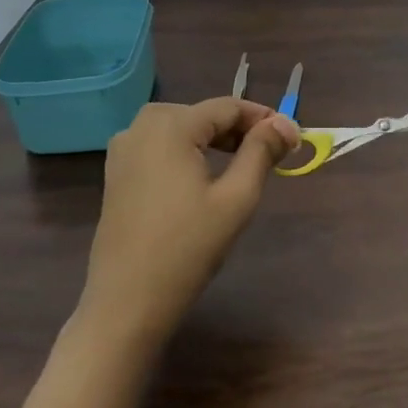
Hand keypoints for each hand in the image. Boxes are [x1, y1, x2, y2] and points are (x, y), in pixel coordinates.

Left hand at [83, 98, 299, 338]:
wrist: (128, 300)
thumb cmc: (189, 247)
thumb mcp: (236, 198)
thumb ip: (262, 152)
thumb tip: (286, 123)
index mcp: (170, 126)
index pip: (226, 107)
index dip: (263, 118)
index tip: (292, 139)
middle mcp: (140, 127)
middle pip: (201, 113)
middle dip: (237, 128)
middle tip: (269, 154)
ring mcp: (123, 151)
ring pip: (178, 127)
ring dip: (211, 138)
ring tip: (240, 163)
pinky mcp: (116, 174)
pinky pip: (158, 146)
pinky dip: (185, 151)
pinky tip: (201, 177)